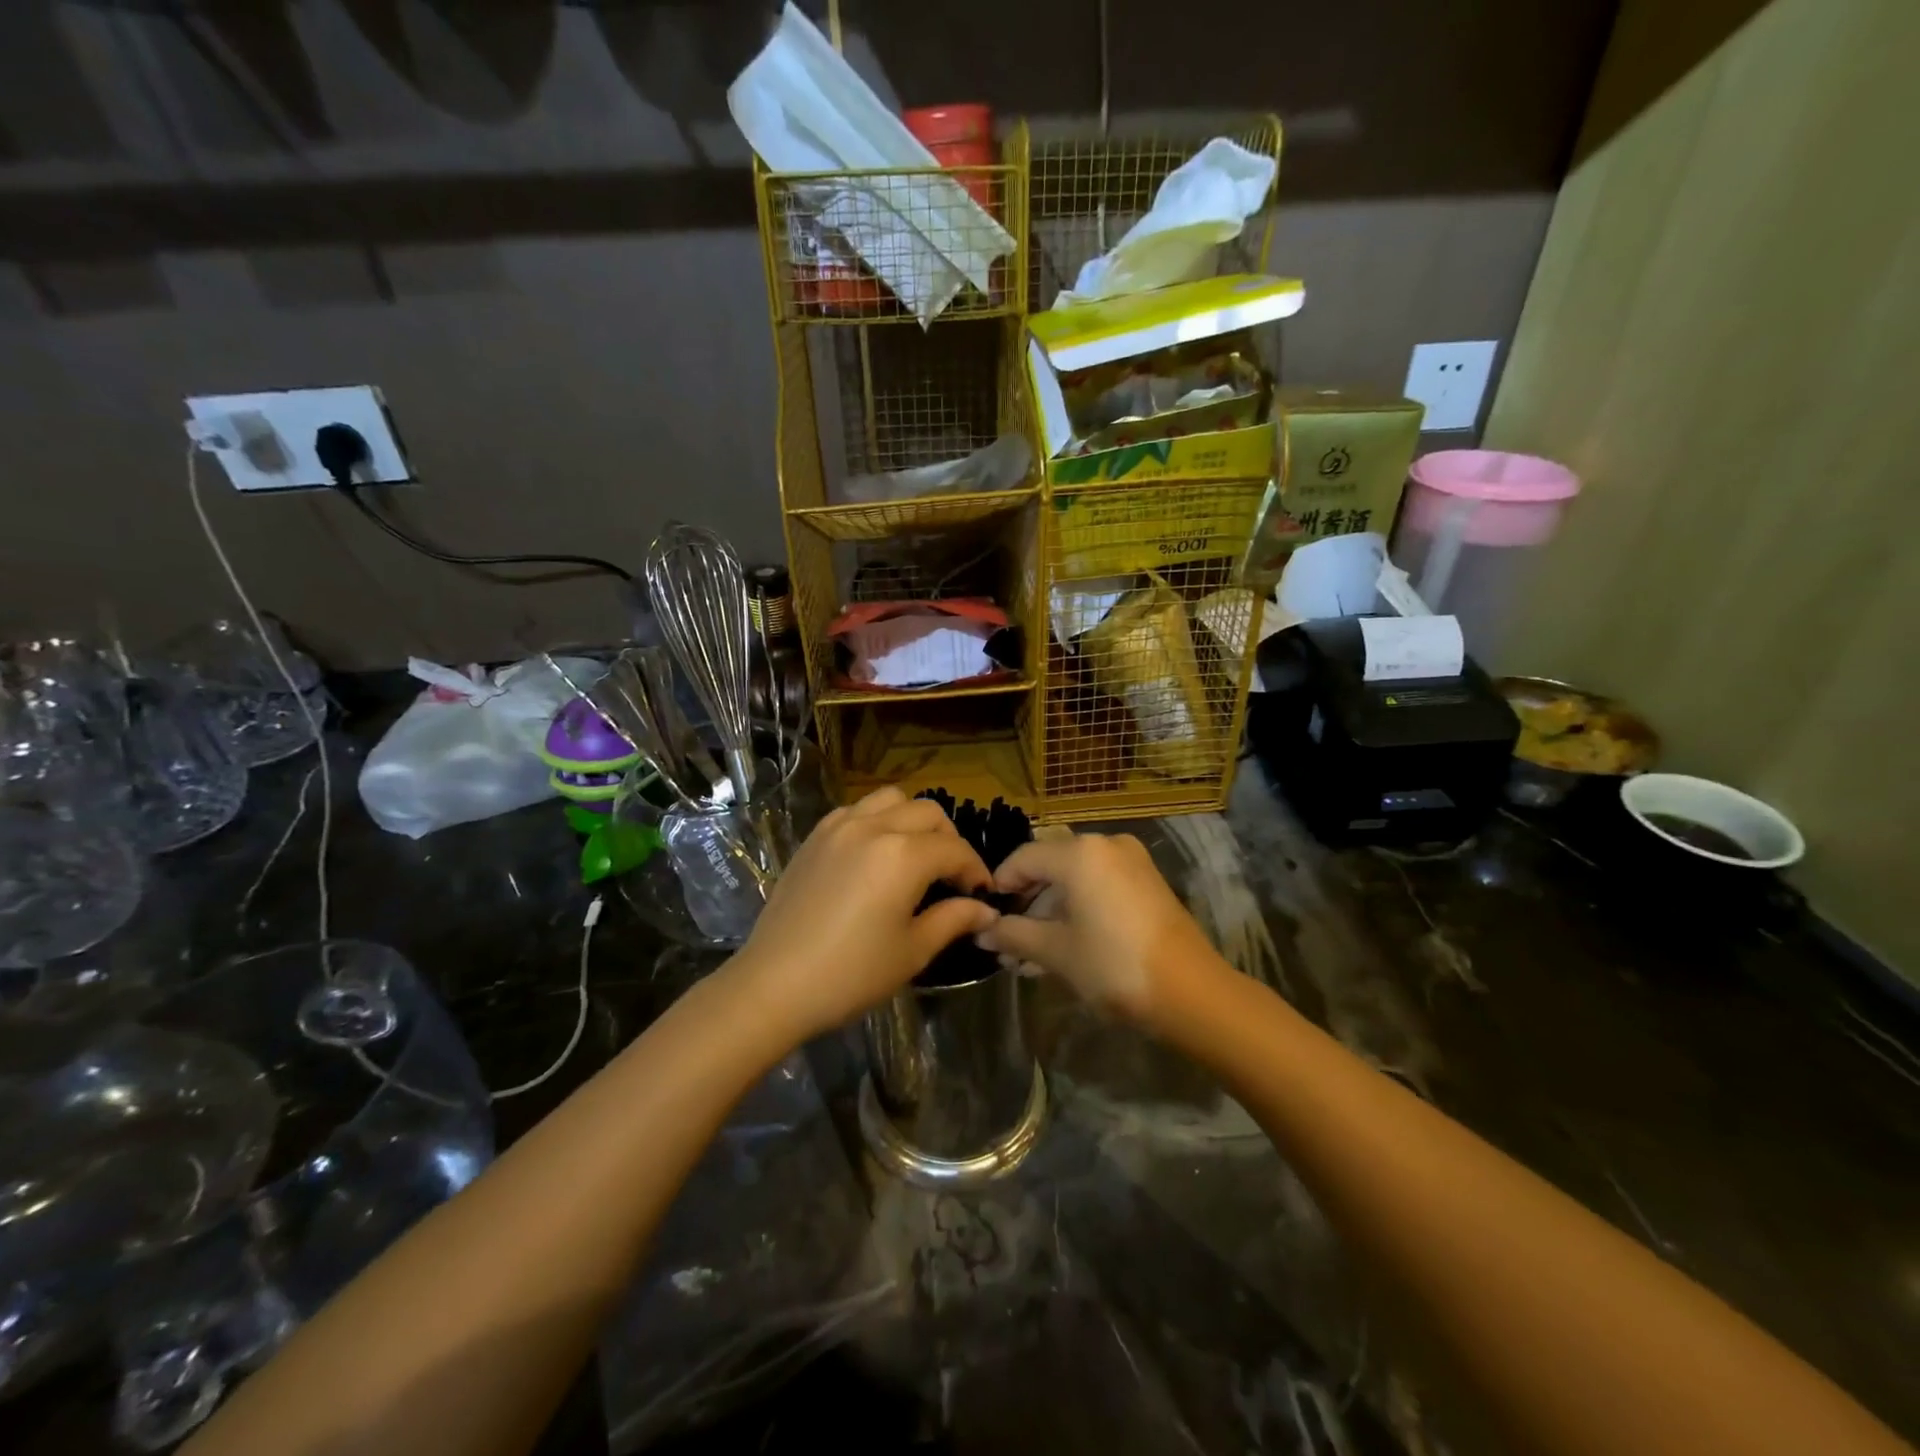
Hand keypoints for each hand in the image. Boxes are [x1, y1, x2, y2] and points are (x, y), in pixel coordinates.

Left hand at [729, 787, 998, 1041]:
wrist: (774, 985)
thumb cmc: (851, 974)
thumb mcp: (913, 950)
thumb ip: (954, 919)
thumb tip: (986, 910)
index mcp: (904, 855)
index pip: (956, 850)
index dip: (975, 871)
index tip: (982, 895)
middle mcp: (874, 827)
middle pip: (928, 813)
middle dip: (949, 840)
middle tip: (951, 877)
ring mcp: (839, 826)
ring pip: (891, 800)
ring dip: (913, 820)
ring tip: (915, 855)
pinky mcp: (815, 836)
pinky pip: (856, 810)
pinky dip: (877, 820)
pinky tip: (875, 854)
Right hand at [976, 832, 1224, 1028]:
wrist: (1191, 993)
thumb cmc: (1113, 965)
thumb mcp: (1055, 952)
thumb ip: (1014, 935)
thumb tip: (982, 932)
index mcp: (1079, 853)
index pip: (1023, 858)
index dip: (1000, 886)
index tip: (986, 918)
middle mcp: (1105, 845)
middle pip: (1050, 868)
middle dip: (1026, 907)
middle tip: (1007, 944)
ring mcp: (1131, 863)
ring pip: (1075, 881)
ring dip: (1050, 915)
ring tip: (1030, 958)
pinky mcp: (1147, 884)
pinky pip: (1099, 888)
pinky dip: (1078, 912)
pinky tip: (1062, 949)